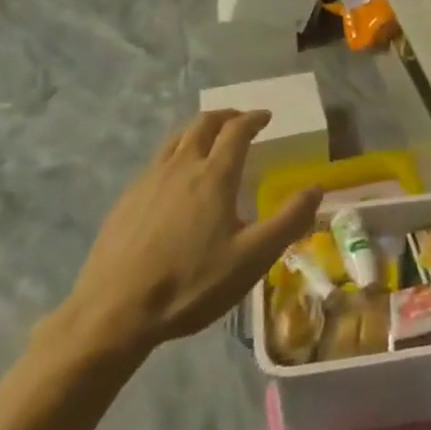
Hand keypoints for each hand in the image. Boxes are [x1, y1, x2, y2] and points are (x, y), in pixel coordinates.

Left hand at [51, 110, 321, 363]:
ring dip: (198, 130)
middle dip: (225, 116)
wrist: (113, 313)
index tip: (266, 117)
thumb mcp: (252, 258)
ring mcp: (148, 181)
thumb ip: (288, 221)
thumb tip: (316, 188)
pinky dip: (176, 154)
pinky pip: (156, 162)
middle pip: (203, 124)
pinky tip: (175, 180)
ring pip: (176, 139)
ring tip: (209, 140)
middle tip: (240, 121)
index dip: (253, 118)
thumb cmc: (191, 284)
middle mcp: (181, 167)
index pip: (237, 130)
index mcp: (214, 175)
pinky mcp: (126, 200)